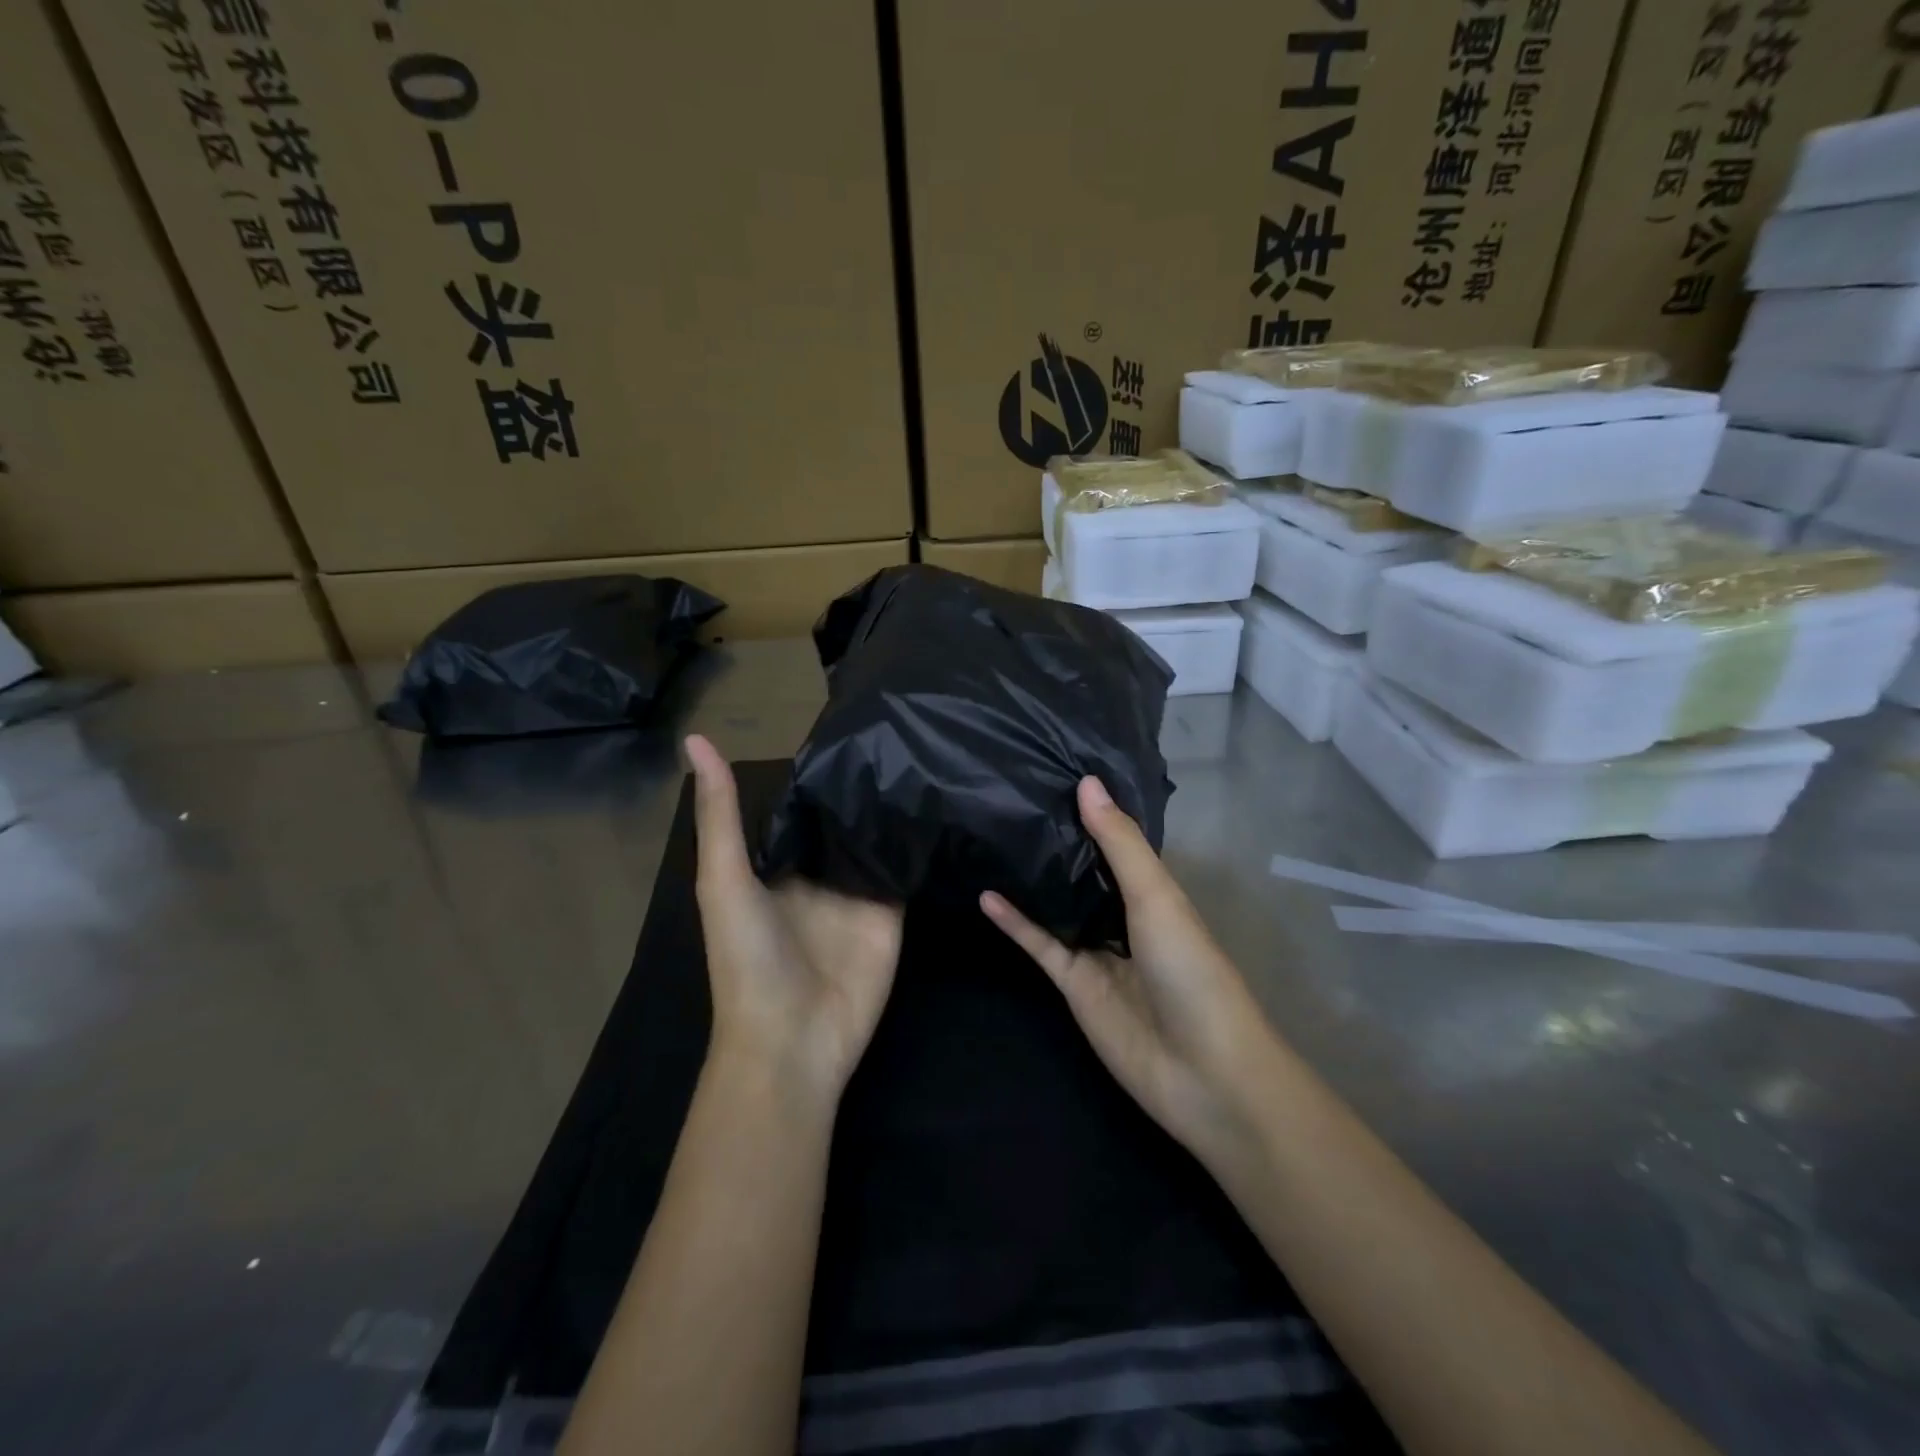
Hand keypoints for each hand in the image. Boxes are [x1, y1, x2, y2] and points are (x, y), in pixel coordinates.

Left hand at [686, 735, 903, 1103]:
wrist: (793, 1040)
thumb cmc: (747, 959)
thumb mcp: (723, 880)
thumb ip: (719, 814)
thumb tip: (695, 738)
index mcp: (777, 865)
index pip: (801, 808)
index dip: (817, 772)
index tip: (845, 726)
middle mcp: (818, 873)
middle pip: (842, 820)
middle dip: (861, 784)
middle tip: (894, 731)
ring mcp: (858, 892)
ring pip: (877, 838)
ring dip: (892, 806)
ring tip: (923, 750)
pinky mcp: (891, 911)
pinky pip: (905, 868)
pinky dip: (917, 841)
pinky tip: (939, 799)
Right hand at [981, 777, 1280, 1173]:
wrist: (1201, 1072)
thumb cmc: (1191, 971)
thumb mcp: (1157, 897)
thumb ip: (1120, 844)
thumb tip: (1086, 783)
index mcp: (1155, 892)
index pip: (1119, 842)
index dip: (1093, 811)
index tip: (1056, 771)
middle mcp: (1124, 916)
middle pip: (1085, 872)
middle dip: (1058, 840)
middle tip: (1014, 797)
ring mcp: (1097, 951)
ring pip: (1059, 906)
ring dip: (1033, 878)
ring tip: (995, 836)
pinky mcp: (1073, 984)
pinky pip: (1040, 945)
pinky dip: (1015, 922)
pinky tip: (986, 895)